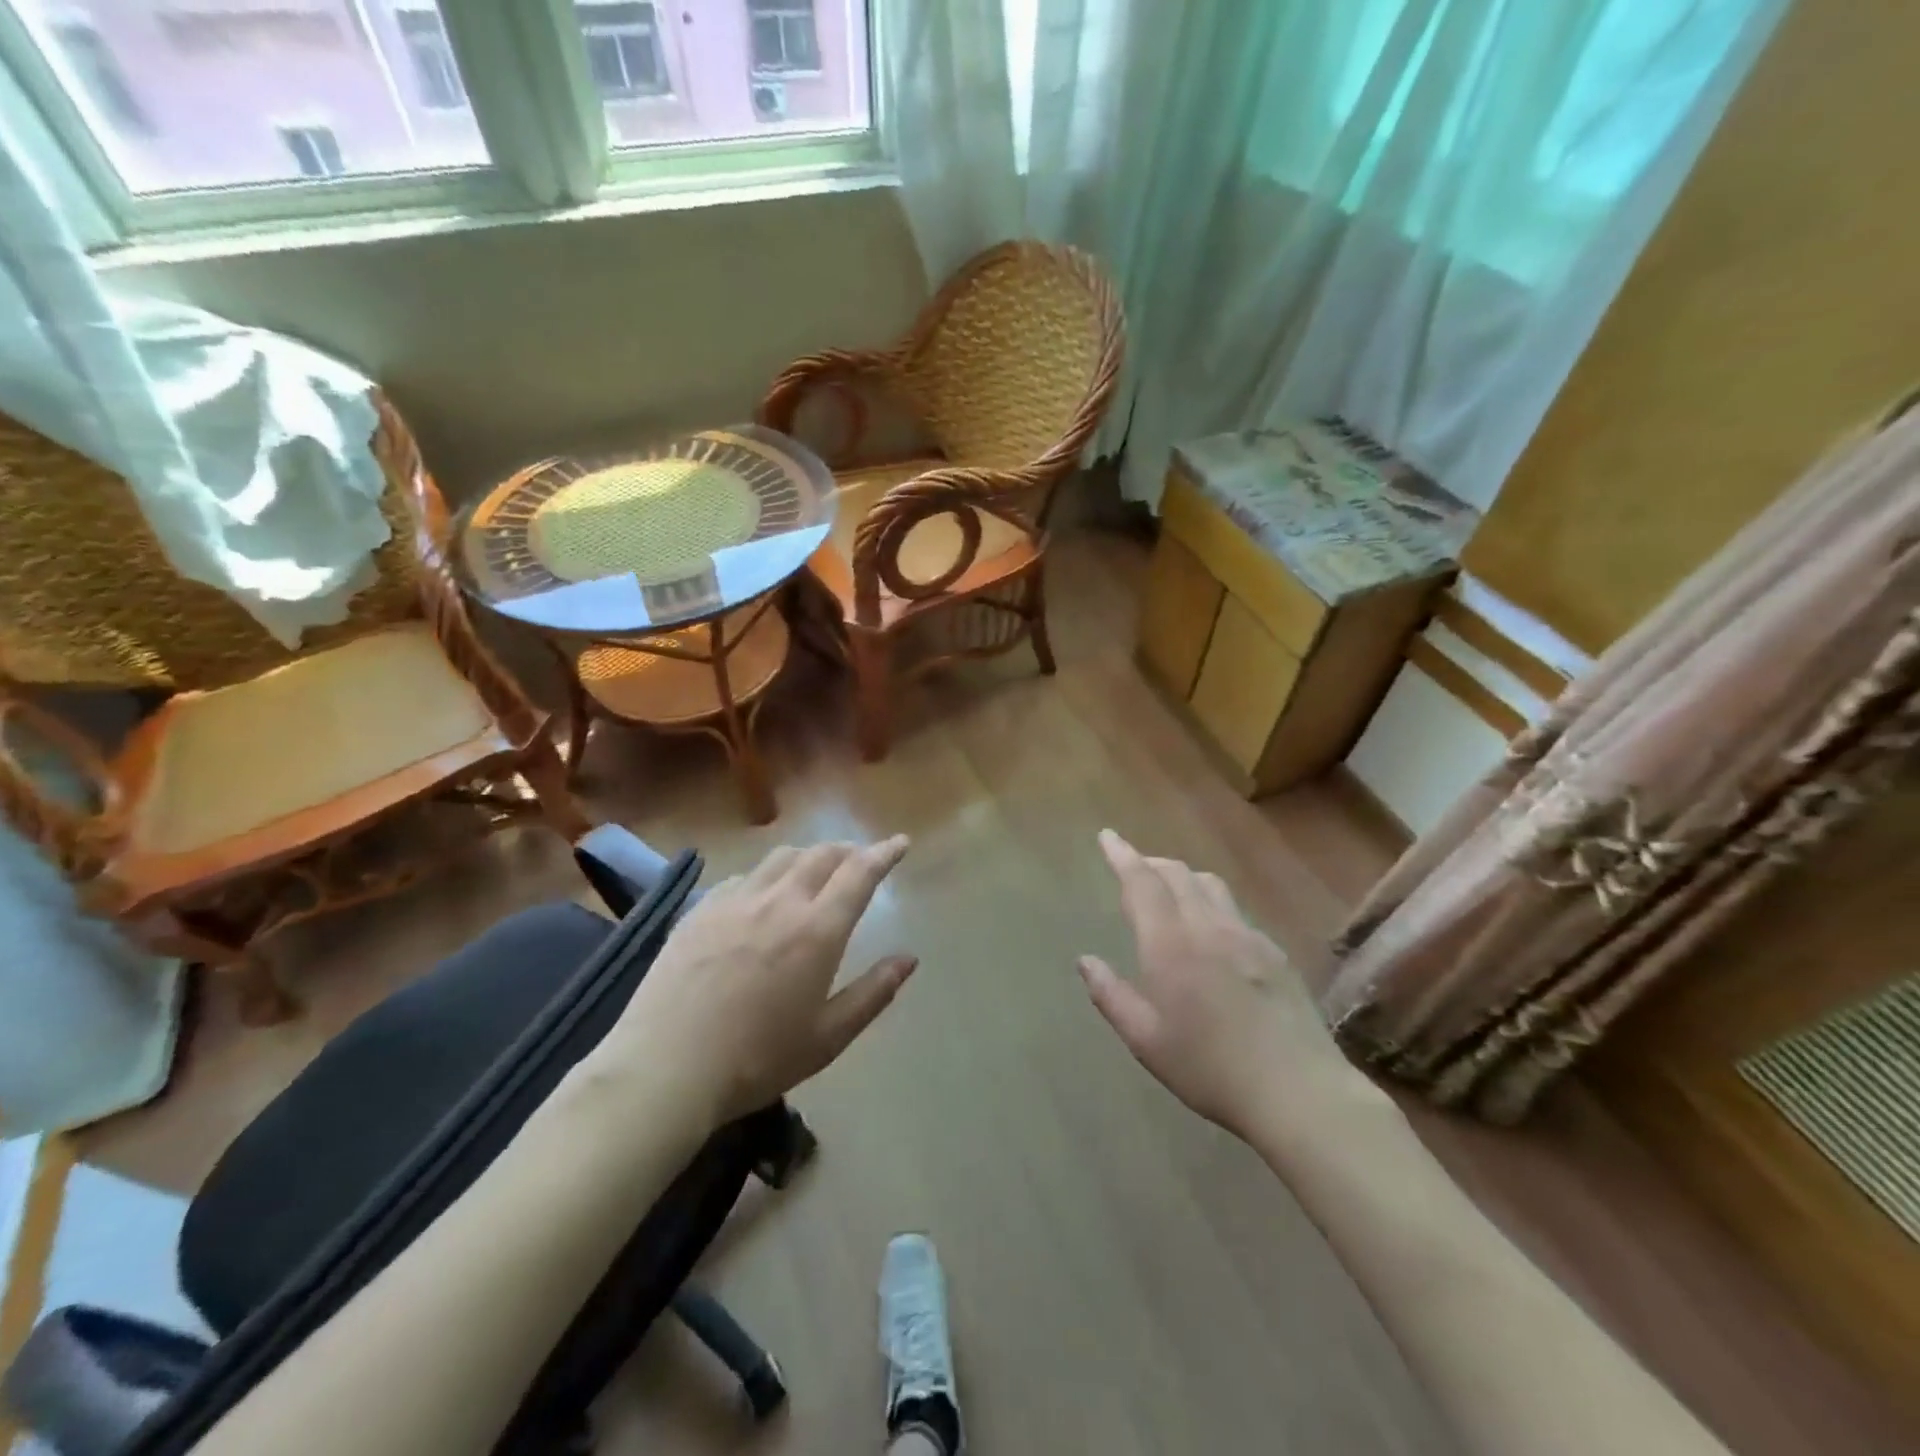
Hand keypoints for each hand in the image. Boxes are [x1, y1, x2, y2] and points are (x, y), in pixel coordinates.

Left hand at [605, 838, 915, 1126]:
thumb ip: (873, 993)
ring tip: (815, 869)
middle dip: (848, 850)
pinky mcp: (700, 910)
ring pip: (781, 857)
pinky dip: (767, 875)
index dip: (884, 853)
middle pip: (821, 855)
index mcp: (817, 930)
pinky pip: (743, 876)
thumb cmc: (757, 1060)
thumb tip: (909, 959)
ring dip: (808, 855)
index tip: (900, 843)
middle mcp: (780, 901)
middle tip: (860, 859)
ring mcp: (735, 900)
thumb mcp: (828, 1038)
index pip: (860, 873)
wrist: (665, 1068)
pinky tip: (761, 894)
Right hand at [1077, 830, 1361, 1139]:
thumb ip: (1111, 995)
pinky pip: (1234, 911)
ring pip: (1210, 886)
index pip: (1141, 882)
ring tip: (1170, 890)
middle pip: (1177, 874)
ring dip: (1183, 877)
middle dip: (1150, 863)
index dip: (1122, 855)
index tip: (1107, 836)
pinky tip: (1212, 932)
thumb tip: (1085, 961)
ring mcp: (1247, 936)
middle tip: (1133, 867)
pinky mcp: (1274, 953)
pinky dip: (1211, 903)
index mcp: (1170, 943)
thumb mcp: (1146, 1040)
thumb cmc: (1209, 1068)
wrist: (1297, 1091)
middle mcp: (1208, 927)